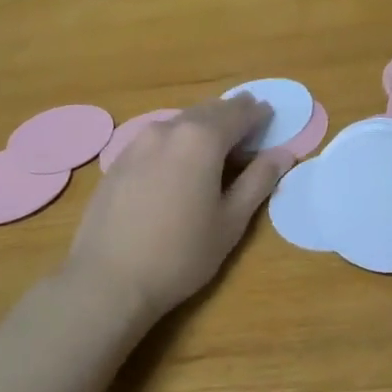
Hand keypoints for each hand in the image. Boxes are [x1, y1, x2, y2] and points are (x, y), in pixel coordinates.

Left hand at [65, 95, 292, 321]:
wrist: (108, 279)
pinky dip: (176, 141)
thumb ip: (258, 181)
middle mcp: (167, 129)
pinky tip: (179, 163)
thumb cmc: (181, 254)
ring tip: (217, 144)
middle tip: (248, 125)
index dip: (257, 114)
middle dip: (230, 115)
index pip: (238, 113)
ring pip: (178, 123)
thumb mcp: (231, 221)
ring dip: (201, 126)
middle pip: (206, 111)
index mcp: (201, 139)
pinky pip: (156, 139)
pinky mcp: (117, 162)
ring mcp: (136, 143)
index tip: (270, 115)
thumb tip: (283, 154)